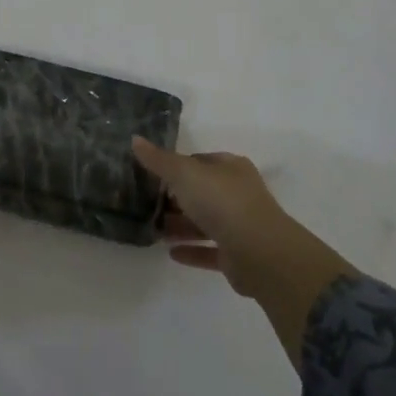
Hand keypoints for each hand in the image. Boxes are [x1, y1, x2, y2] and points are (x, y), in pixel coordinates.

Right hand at [133, 137, 353, 362]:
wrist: (260, 253)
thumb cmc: (221, 202)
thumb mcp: (184, 174)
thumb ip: (159, 160)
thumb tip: (135, 139)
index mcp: (230, 168)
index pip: (198, 162)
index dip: (175, 167)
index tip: (150, 176)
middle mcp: (237, 193)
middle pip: (200, 192)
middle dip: (174, 199)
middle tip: (146, 205)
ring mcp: (240, 225)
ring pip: (204, 222)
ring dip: (180, 226)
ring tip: (152, 231)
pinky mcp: (238, 256)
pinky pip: (209, 250)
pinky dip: (191, 250)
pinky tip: (170, 253)